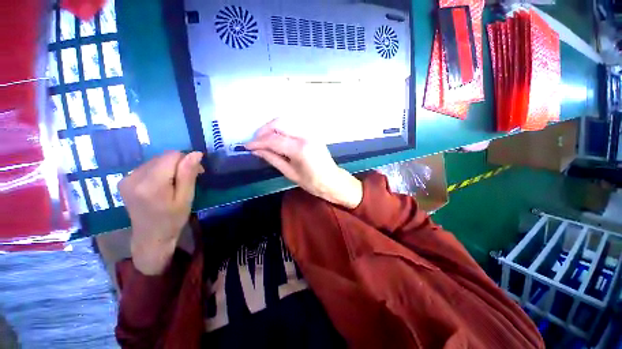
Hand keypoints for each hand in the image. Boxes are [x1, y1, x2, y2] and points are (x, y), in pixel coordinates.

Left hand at [119, 151, 203, 274]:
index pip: (172, 156)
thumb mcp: (186, 198)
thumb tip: (196, 153)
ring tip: (175, 183)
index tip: (197, 172)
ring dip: (169, 167)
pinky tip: (162, 184)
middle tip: (188, 180)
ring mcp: (126, 178)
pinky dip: (159, 171)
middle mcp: (134, 177)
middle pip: (163, 157)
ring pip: (156, 160)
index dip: (187, 160)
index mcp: (151, 184)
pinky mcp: (124, 180)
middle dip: (179, 164)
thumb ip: (188, 174)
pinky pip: (147, 166)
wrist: (150, 237)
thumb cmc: (173, 220)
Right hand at [245, 120, 362, 208]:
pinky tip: (276, 138)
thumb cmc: (312, 183)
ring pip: (285, 121)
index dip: (258, 142)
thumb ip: (273, 159)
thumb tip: (256, 150)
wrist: (332, 180)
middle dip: (263, 130)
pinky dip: (281, 129)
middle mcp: (305, 136)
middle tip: (255, 142)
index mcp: (300, 149)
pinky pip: (292, 126)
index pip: (273, 140)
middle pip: (279, 123)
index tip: (247, 147)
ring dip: (271, 128)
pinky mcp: (311, 133)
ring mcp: (310, 132)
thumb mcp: (290, 173)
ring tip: (263, 140)